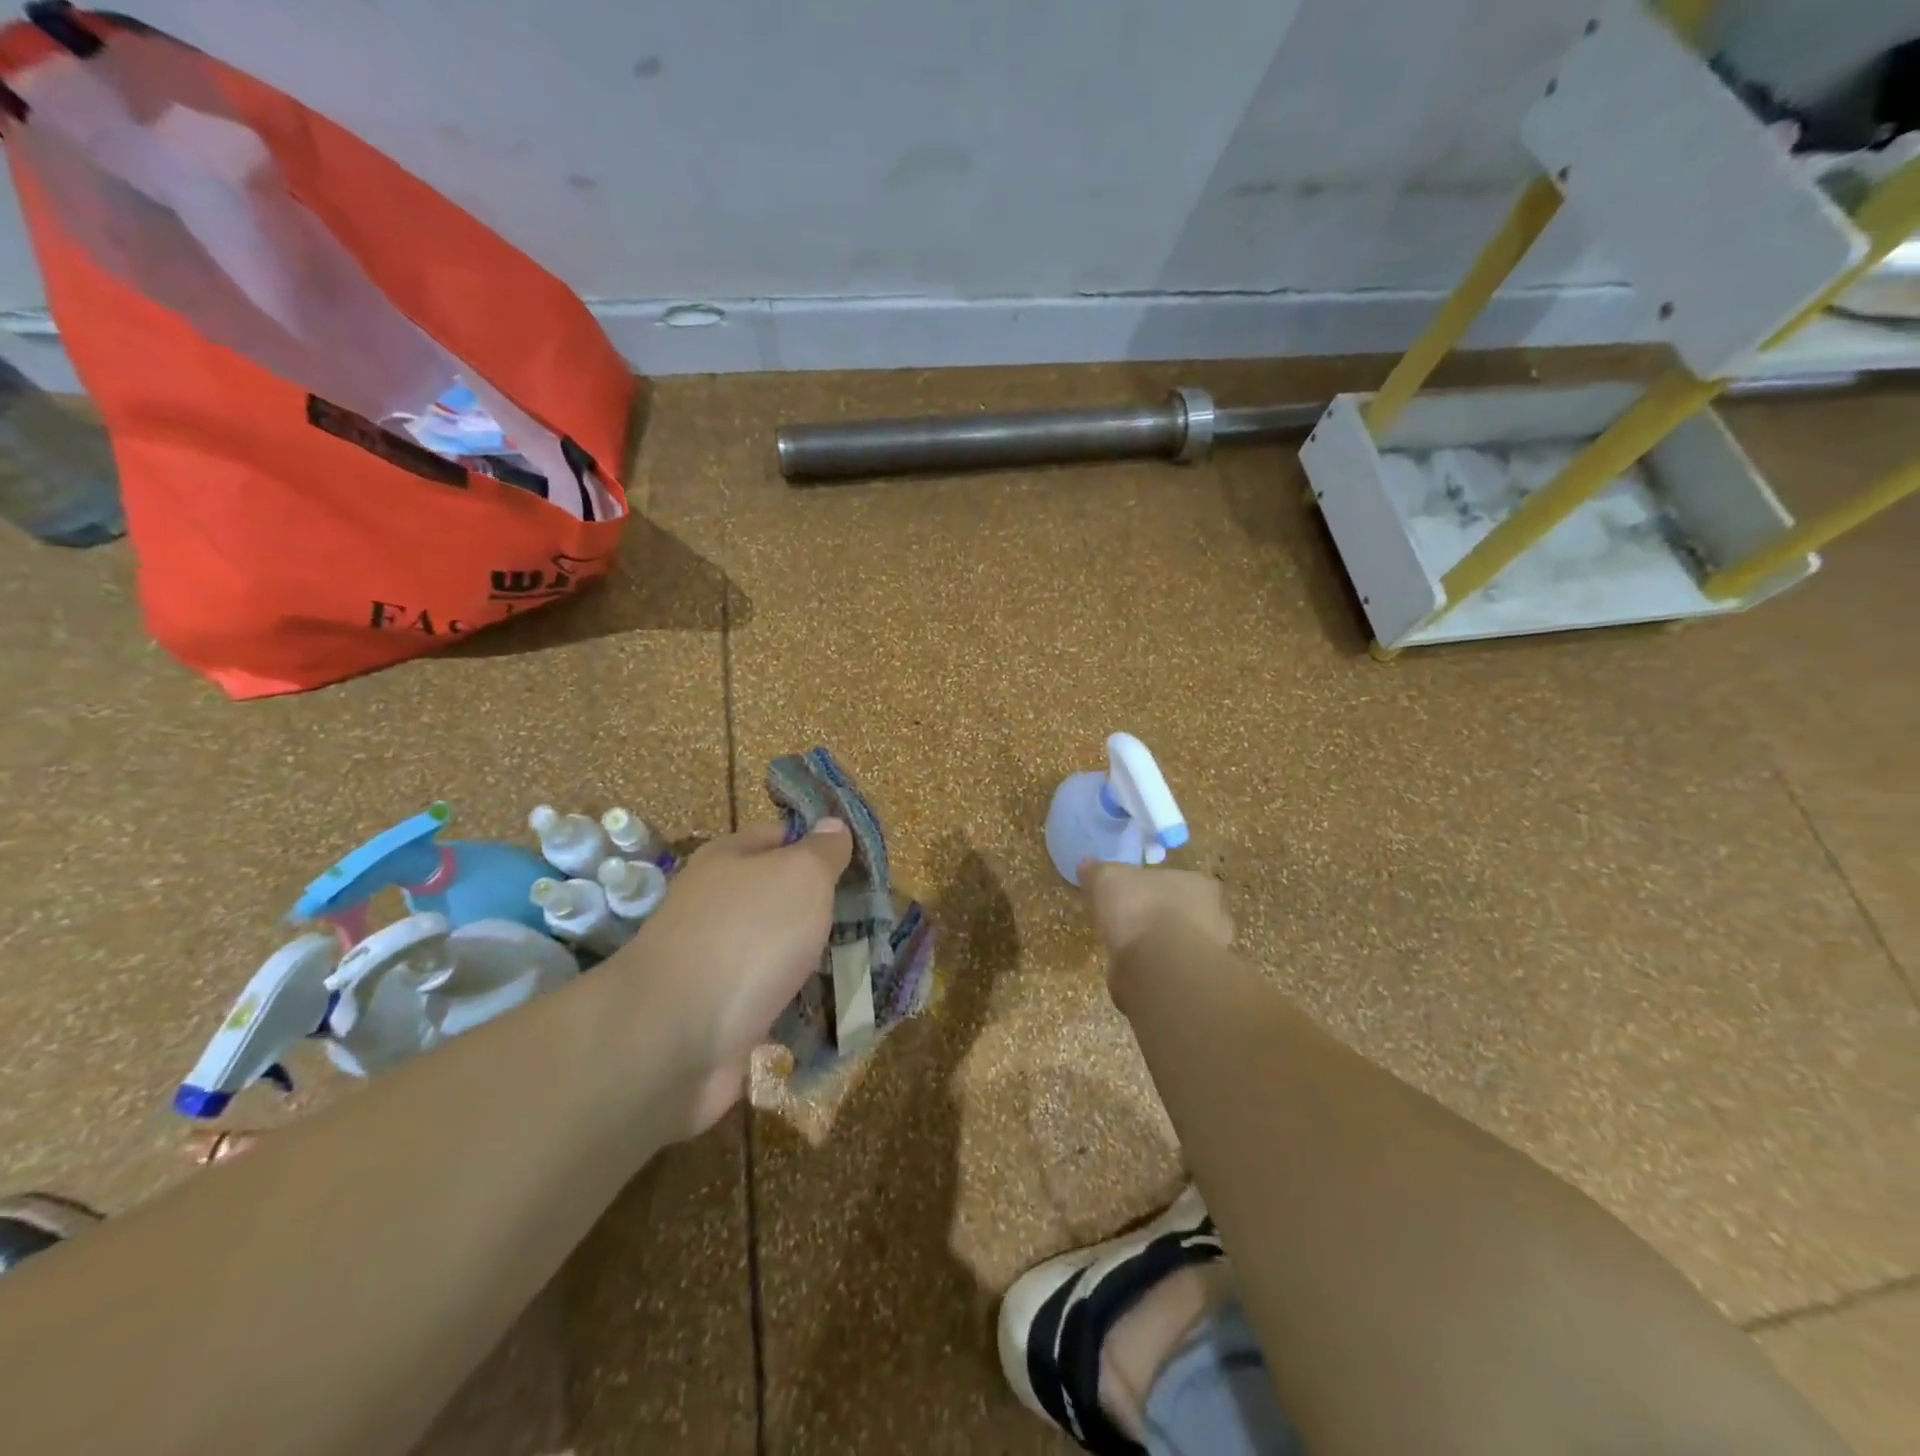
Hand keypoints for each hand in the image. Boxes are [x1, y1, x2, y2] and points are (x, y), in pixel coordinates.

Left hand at [617, 819, 850, 1137]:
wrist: (676, 1037)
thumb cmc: (748, 936)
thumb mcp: (801, 876)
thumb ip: (822, 851)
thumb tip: (833, 825)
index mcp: (727, 859)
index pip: (778, 835)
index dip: (817, 844)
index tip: (858, 864)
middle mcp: (713, 904)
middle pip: (775, 895)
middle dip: (817, 907)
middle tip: (868, 917)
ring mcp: (711, 960)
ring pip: (772, 949)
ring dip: (807, 958)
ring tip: (857, 963)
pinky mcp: (715, 1012)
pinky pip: (765, 997)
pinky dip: (792, 1002)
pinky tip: (824, 1006)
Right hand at [1079, 861, 1233, 960]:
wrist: (1157, 965)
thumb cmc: (1140, 908)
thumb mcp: (1108, 878)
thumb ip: (1098, 871)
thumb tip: (1087, 864)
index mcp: (1199, 885)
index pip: (1179, 881)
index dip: (1153, 887)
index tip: (1132, 894)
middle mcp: (1214, 917)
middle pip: (1183, 912)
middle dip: (1160, 917)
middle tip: (1130, 921)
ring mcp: (1209, 954)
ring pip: (1180, 944)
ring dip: (1158, 946)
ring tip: (1128, 948)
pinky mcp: (1195, 983)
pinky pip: (1171, 970)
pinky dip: (1153, 970)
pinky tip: (1132, 969)